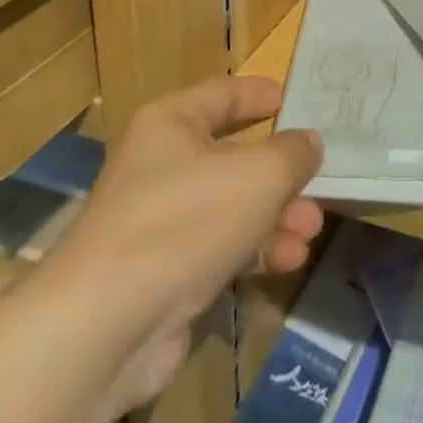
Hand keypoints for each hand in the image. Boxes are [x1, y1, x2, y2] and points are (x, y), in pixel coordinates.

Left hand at [42, 75, 324, 420]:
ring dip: (276, 216)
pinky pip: (220, 248)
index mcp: (171, 124)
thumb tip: (308, 143)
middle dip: (281, 172)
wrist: (104, 328)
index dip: (260, 94)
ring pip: (232, 206)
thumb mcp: (258, 176)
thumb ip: (292, 154)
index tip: (294, 100)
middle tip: (318, 181)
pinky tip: (289, 261)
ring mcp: (161, 221)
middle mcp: (162, 165)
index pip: (223, 94)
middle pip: (233, 155)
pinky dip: (255, 250)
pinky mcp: (164, 272)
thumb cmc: (186, 222)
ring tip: (312, 230)